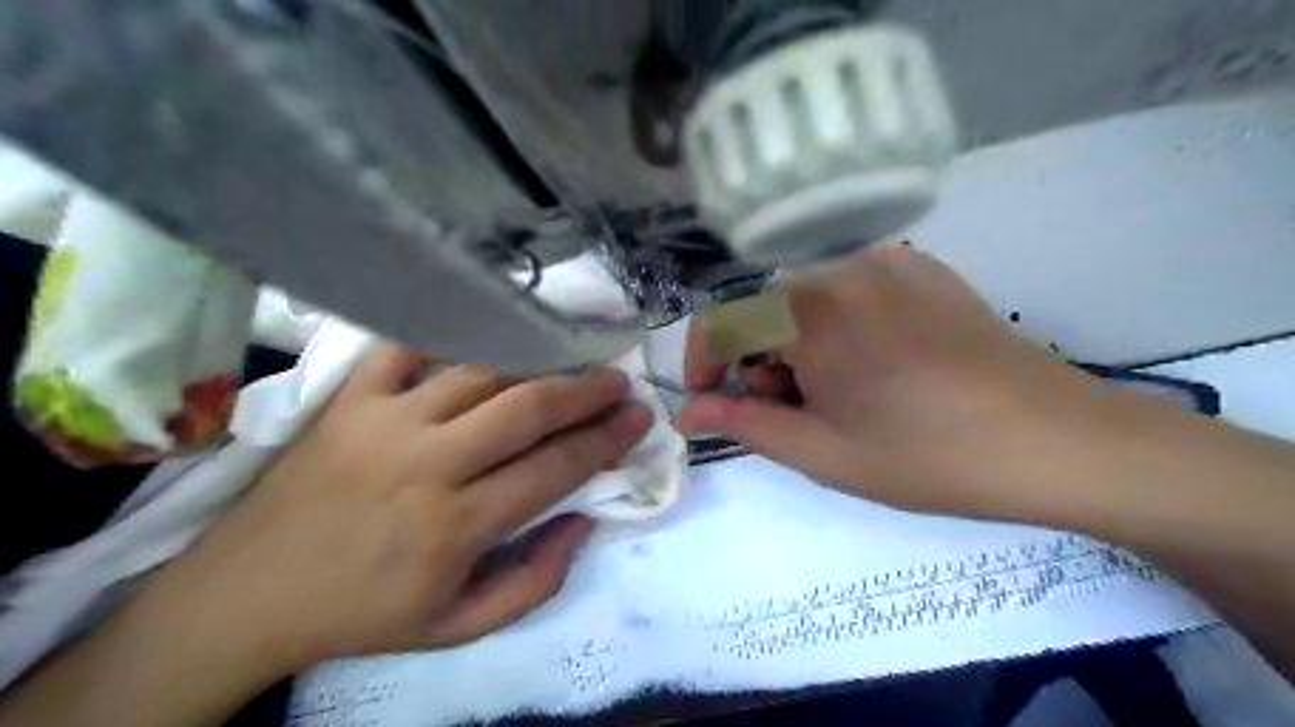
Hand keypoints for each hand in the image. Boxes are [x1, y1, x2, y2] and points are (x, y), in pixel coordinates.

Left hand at [131, 344, 651, 676]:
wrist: (247, 595)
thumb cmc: (363, 613)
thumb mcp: (459, 627)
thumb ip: (535, 581)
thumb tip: (584, 521)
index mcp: (455, 525)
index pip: (555, 468)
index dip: (606, 439)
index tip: (638, 417)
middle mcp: (426, 463)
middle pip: (526, 407)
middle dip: (584, 390)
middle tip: (617, 380)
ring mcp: (383, 421)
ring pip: (479, 371)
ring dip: (533, 362)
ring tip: (567, 359)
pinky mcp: (348, 400)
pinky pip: (409, 349)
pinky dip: (451, 339)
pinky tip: (484, 341)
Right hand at [678, 246, 1112, 517]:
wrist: (1055, 441)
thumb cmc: (926, 455)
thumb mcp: (822, 450)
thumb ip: (745, 423)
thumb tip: (691, 410)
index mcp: (810, 311)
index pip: (723, 320)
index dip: (703, 360)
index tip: (709, 400)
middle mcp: (843, 267)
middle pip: (766, 309)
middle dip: (761, 362)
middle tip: (797, 413)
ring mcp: (889, 262)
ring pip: (807, 299)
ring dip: (799, 345)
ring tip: (842, 395)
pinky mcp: (923, 269)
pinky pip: (851, 289)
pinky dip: (839, 326)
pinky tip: (879, 366)